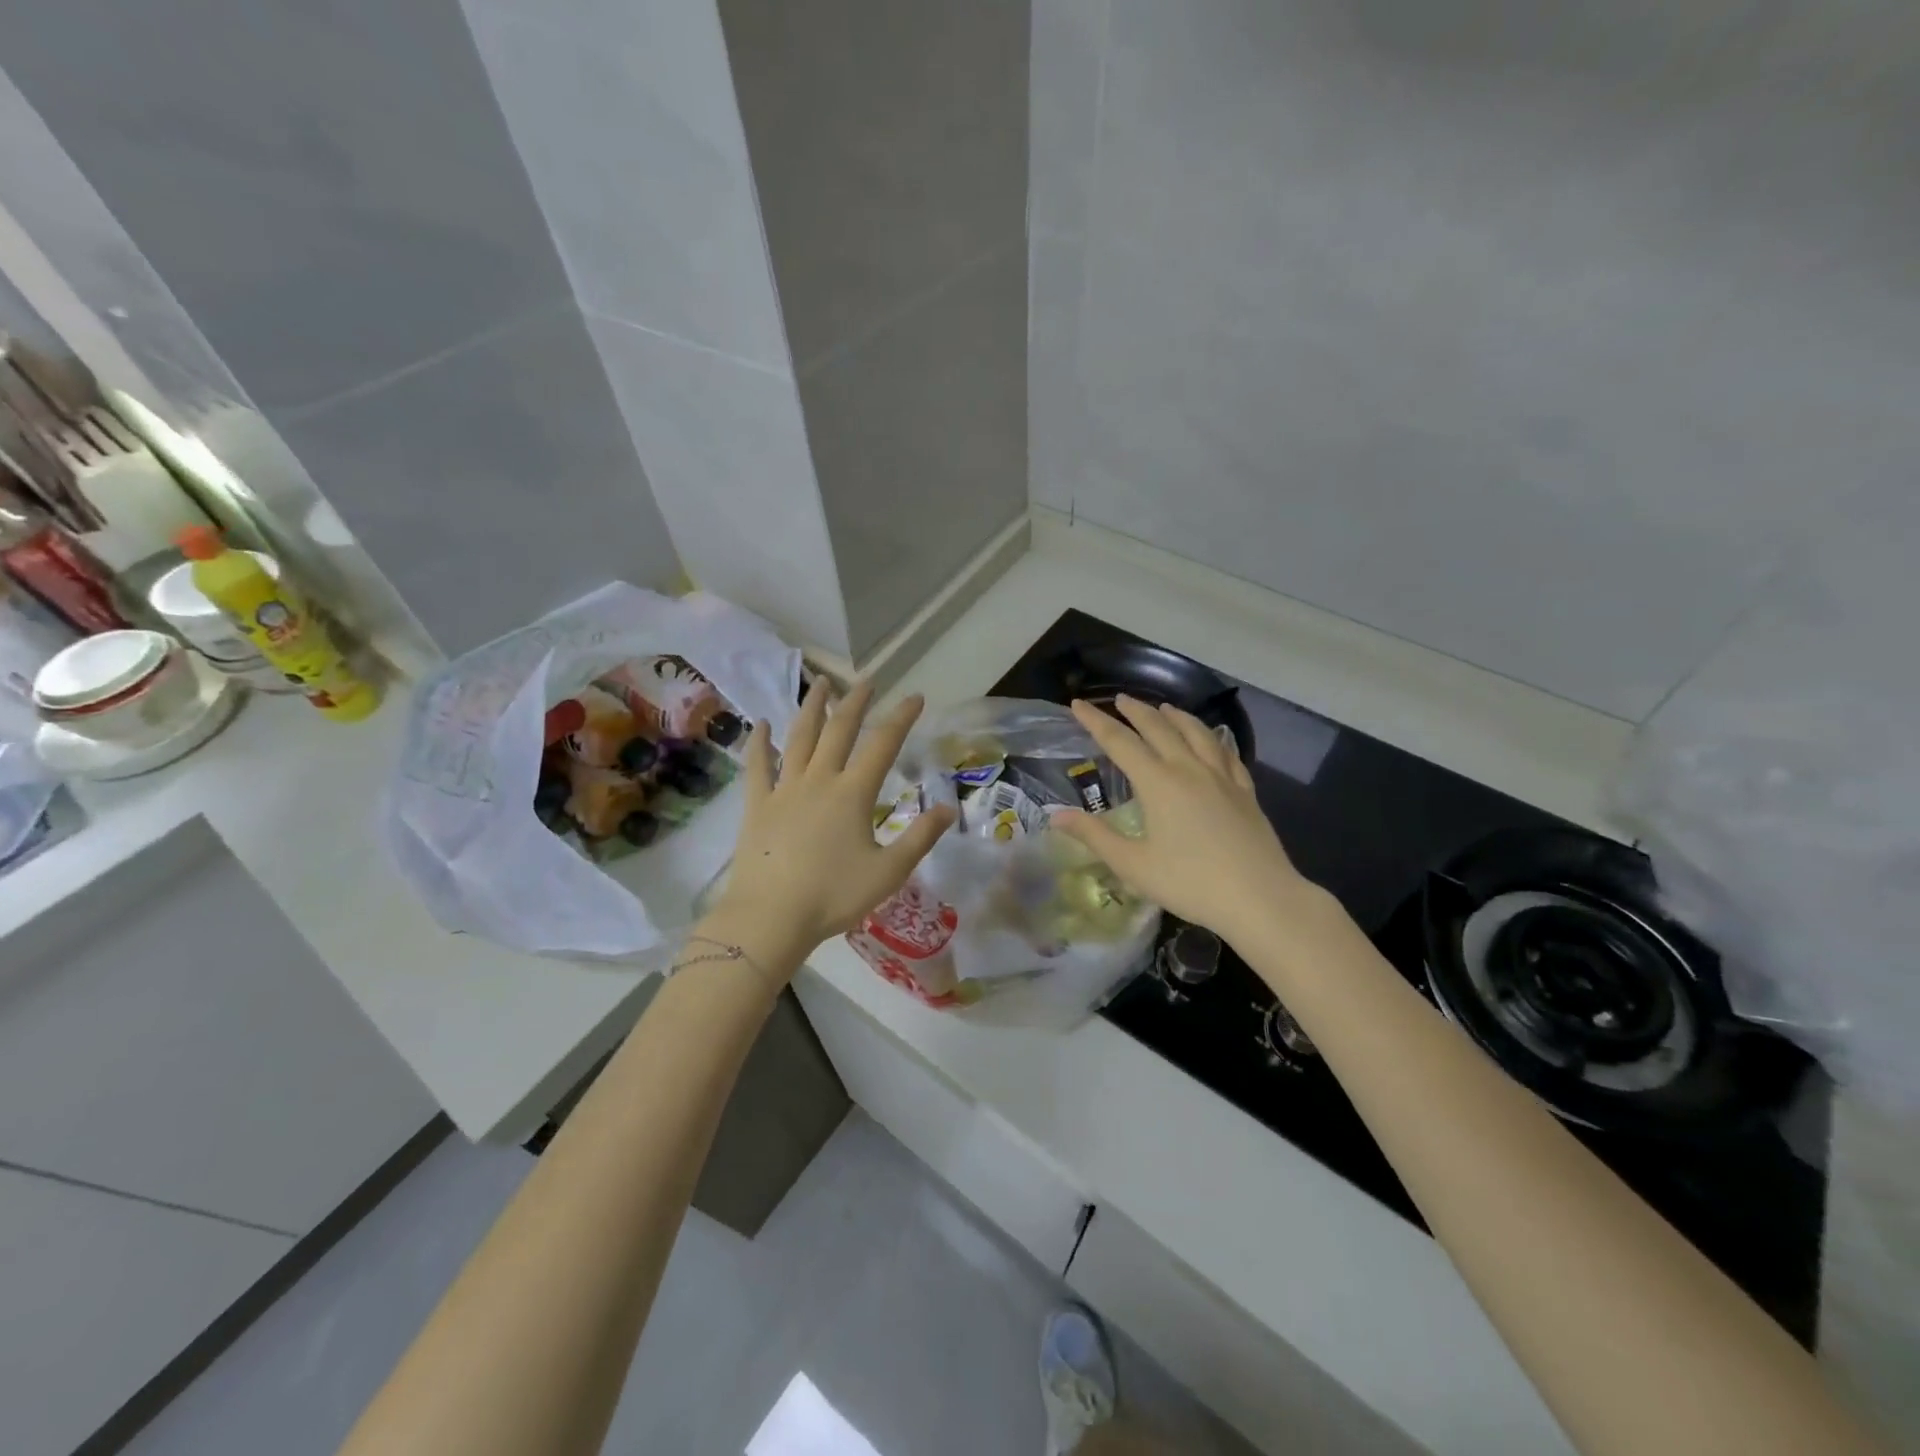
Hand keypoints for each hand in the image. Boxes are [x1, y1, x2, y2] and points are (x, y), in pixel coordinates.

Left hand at [710, 681, 955, 971]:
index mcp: (853, 793)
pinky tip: (761, 724)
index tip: (915, 697)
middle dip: (856, 702)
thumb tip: (949, 809)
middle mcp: (820, 780)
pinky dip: (760, 742)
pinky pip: (757, 765)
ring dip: (812, 707)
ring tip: (821, 683)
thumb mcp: (888, 872)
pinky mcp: (757, 804)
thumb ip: (920, 838)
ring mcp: (784, 789)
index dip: (901, 718)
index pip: (883, 745)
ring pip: (800, 737)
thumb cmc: (833, 896)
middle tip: (867, 681)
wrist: (771, 916)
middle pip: (839, 730)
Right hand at [1052, 696, 1326, 949]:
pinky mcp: (1245, 791)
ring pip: (1196, 733)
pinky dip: (1212, 738)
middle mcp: (1189, 769)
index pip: (1120, 742)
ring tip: (1164, 708)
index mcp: (1158, 783)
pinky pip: (1226, 752)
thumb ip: (1095, 836)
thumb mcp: (1133, 865)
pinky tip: (1211, 740)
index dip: (1096, 721)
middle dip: (1136, 711)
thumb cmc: (1191, 883)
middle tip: (1120, 699)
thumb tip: (1056, 815)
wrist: (1260, 898)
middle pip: (1159, 728)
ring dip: (1176, 716)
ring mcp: (1222, 777)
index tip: (1078, 704)